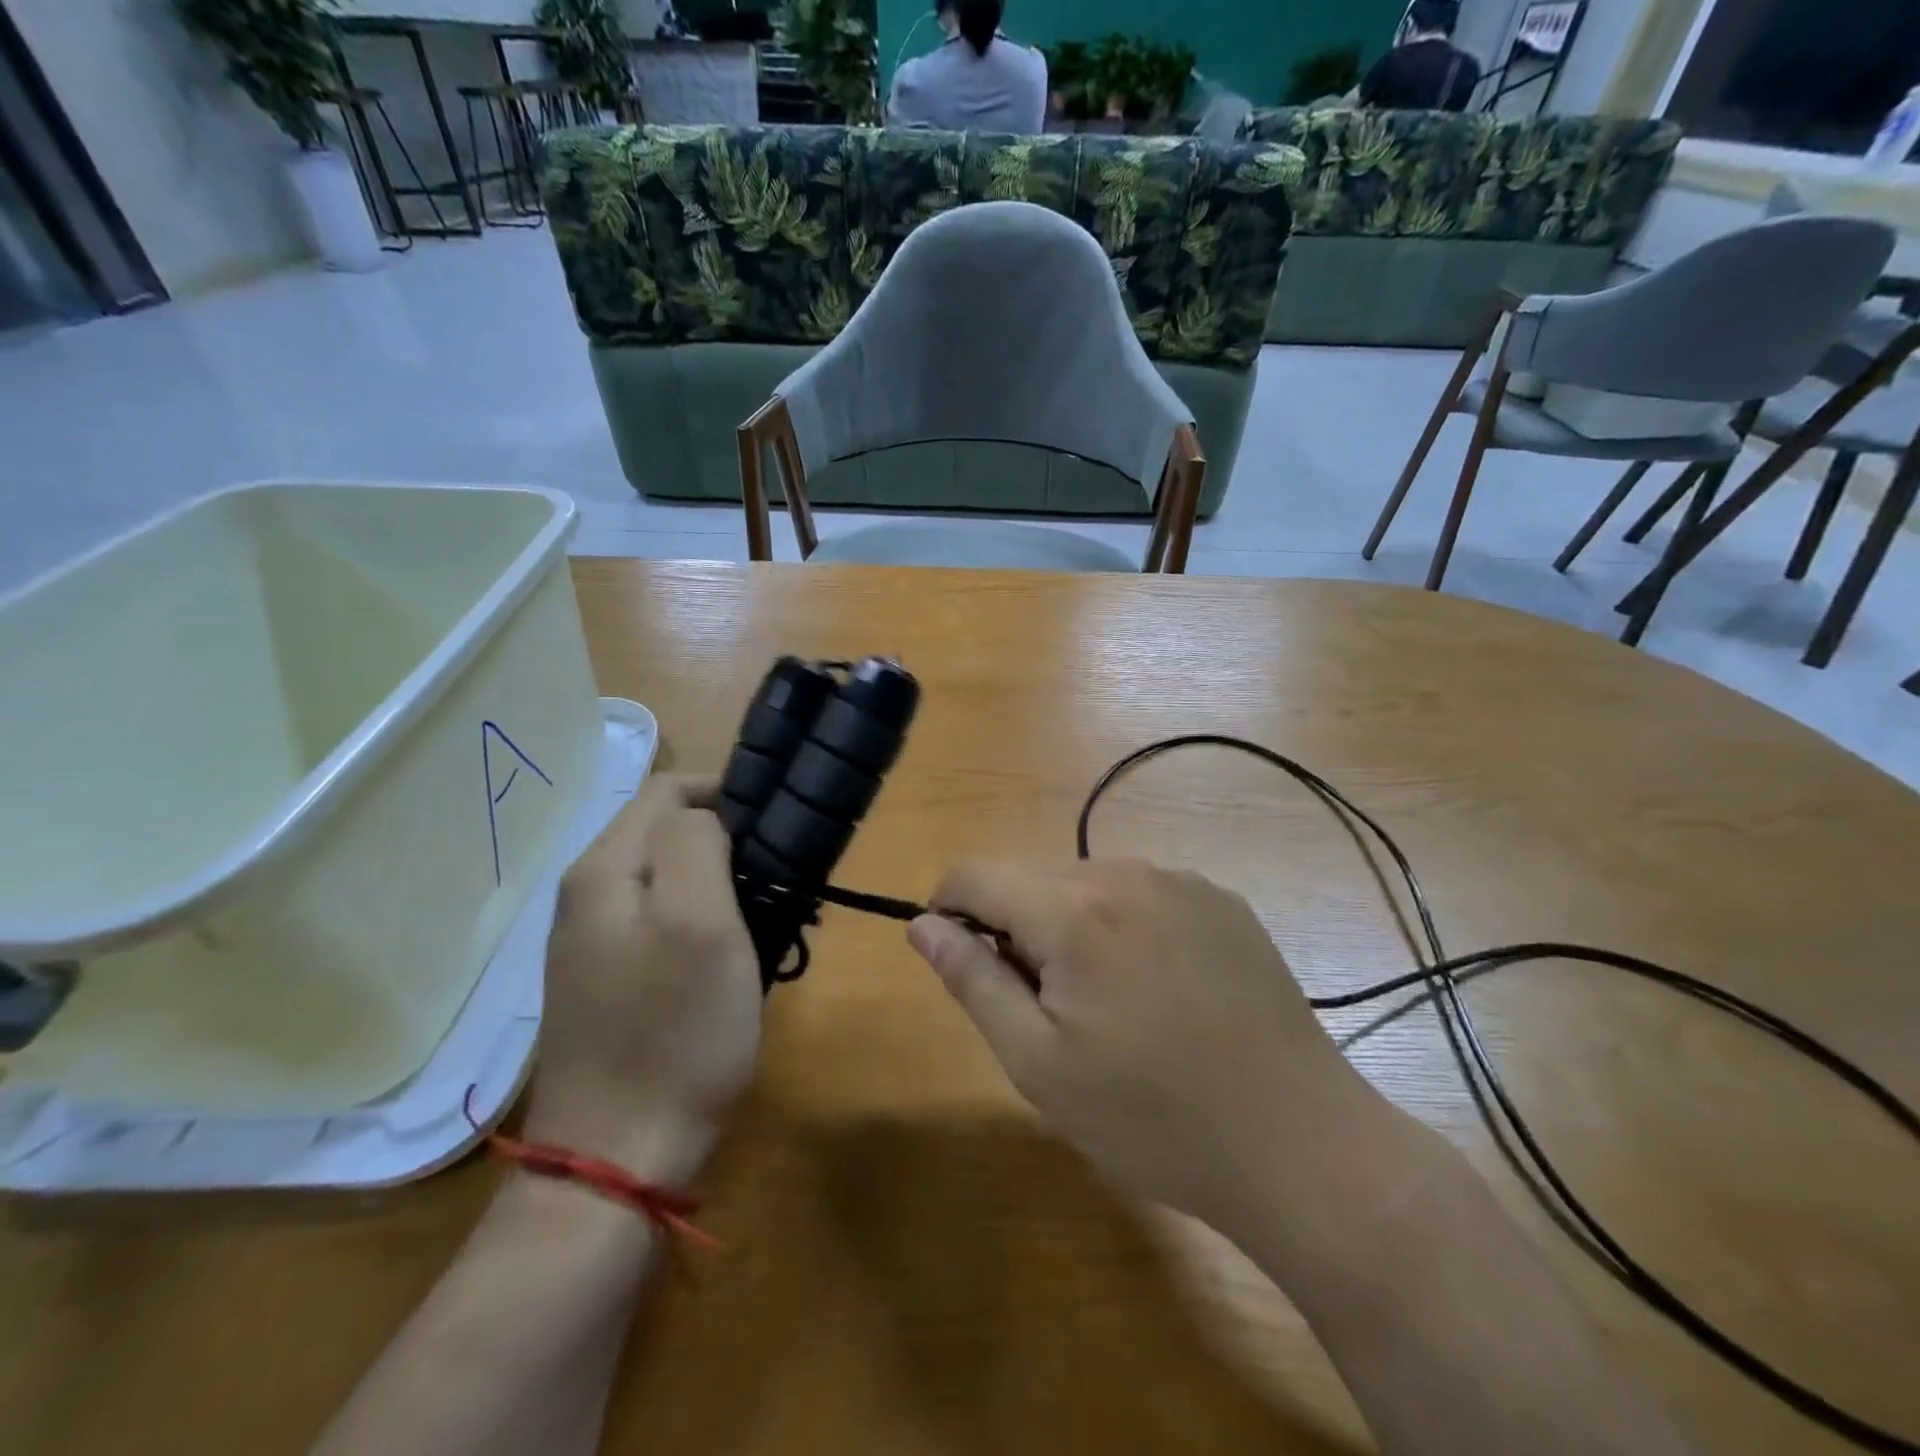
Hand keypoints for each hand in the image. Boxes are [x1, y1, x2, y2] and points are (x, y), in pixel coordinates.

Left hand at [526, 776, 760, 1175]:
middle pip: (662, 833)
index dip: (724, 793)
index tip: (776, 825)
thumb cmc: (673, 1031)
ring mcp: (591, 943)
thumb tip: (705, 815)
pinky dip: (701, 923)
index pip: (666, 790)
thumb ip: (696, 843)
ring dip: (718, 884)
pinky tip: (729, 956)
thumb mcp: (700, 920)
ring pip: (665, 879)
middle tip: (777, 877)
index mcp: (602, 870)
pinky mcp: (608, 982)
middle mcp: (585, 896)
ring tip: (764, 914)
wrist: (619, 1158)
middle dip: (724, 841)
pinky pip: (660, 923)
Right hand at [907, 859, 1387, 1230]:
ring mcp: (1181, 881)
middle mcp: (1124, 873)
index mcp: (1072, 911)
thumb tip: (923, 924)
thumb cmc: (1152, 1117)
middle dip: (1016, 928)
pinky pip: (1143, 895)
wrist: (1300, 1144)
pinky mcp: (1222, 900)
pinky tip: (1161, 991)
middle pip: (1033, 879)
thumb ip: (973, 980)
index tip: (959, 960)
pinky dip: (1124, 927)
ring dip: (1071, 926)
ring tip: (1107, 1005)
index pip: (975, 875)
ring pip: (1087, 884)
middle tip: (1045, 1009)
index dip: (948, 909)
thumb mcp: (1039, 1063)